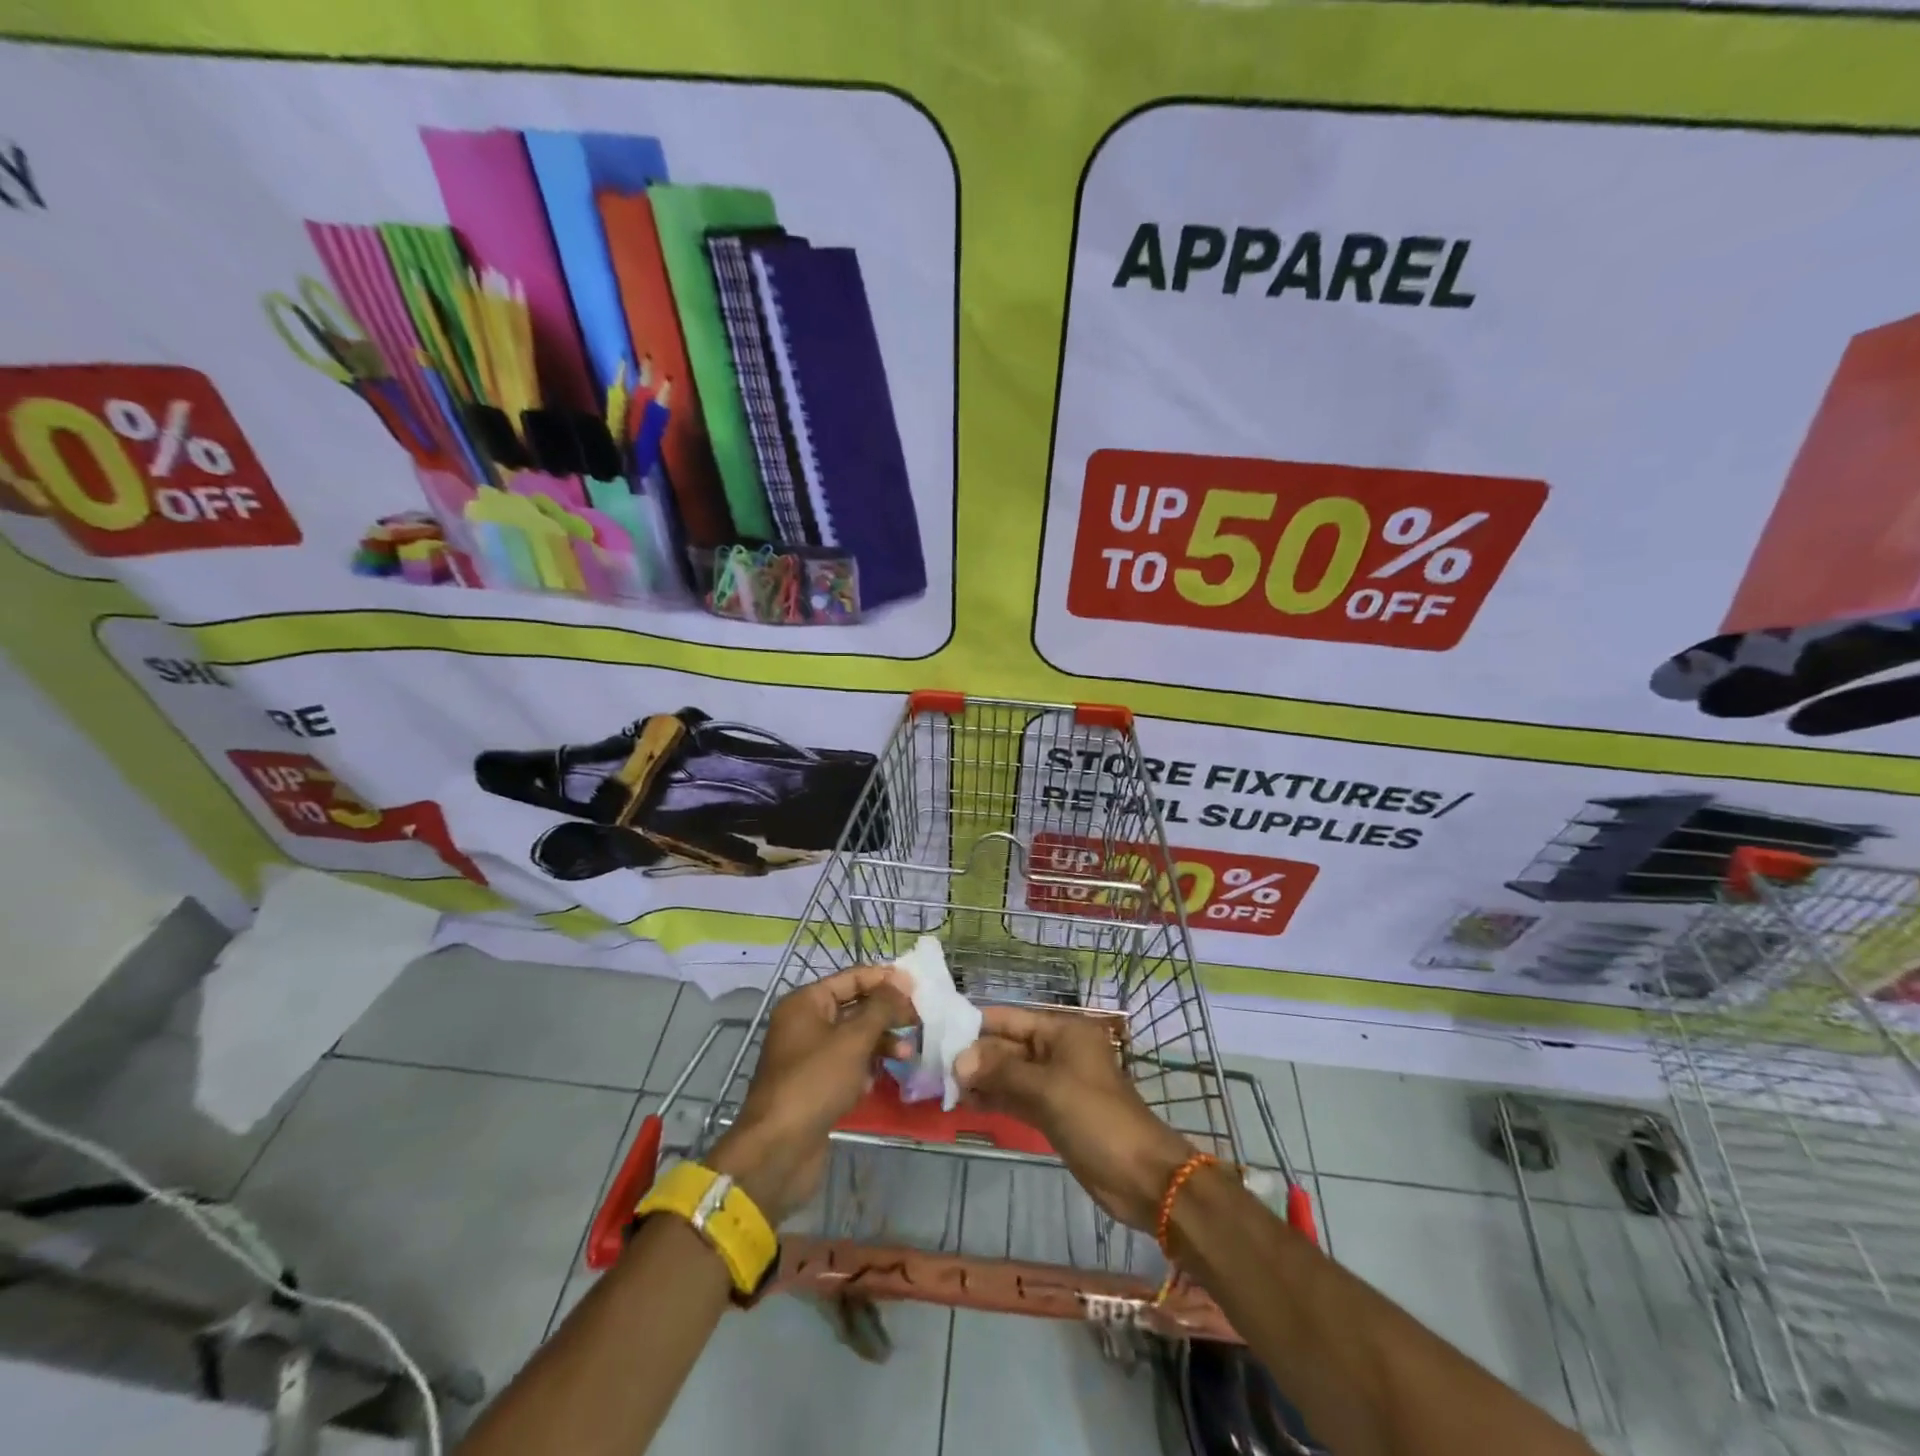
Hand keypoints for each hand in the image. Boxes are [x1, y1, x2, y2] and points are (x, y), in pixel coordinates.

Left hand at [707, 965, 913, 1224]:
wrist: (779, 1150)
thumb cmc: (815, 1082)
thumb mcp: (853, 1040)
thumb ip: (881, 1007)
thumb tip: (902, 981)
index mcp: (806, 1003)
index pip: (852, 978)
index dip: (885, 980)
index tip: (918, 986)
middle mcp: (805, 1024)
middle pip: (855, 1007)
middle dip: (886, 1014)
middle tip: (918, 1021)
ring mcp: (809, 1056)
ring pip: (854, 1039)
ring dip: (881, 1043)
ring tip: (907, 1055)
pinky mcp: (816, 1085)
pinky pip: (847, 1066)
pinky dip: (865, 1069)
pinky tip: (876, 1082)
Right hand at [955, 1006, 1195, 1230]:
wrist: (1141, 1176)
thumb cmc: (1096, 1119)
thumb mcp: (1046, 1090)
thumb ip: (1001, 1072)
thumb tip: (958, 1060)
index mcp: (1062, 1030)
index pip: (1009, 1018)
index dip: (975, 1025)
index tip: (937, 1034)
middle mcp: (1056, 1049)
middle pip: (1007, 1045)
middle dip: (974, 1055)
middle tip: (933, 1067)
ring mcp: (1055, 1082)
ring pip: (1009, 1072)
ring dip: (981, 1078)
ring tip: (943, 1086)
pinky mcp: (1053, 1111)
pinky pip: (1017, 1096)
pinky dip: (995, 1098)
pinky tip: (967, 1103)